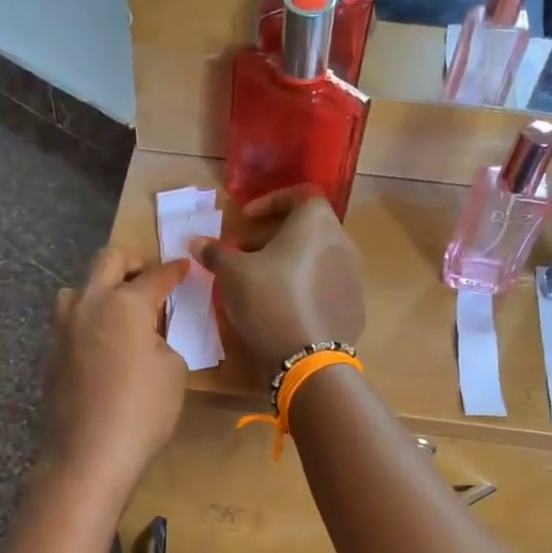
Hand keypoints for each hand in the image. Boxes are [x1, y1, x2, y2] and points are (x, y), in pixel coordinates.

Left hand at [42, 248, 191, 495]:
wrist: (88, 455)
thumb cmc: (142, 411)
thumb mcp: (173, 371)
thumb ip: (162, 340)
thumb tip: (146, 338)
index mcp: (124, 303)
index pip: (155, 276)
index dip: (174, 271)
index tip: (184, 268)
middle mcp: (89, 305)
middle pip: (106, 261)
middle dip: (131, 262)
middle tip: (149, 277)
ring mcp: (63, 329)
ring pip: (78, 289)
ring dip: (100, 289)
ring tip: (119, 312)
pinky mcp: (51, 355)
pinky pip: (70, 323)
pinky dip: (88, 323)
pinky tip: (103, 347)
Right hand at [191, 187, 365, 369]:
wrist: (309, 359)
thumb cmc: (269, 302)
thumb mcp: (233, 275)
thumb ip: (216, 253)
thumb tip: (197, 242)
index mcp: (316, 222)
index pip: (298, 193)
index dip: (269, 202)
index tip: (245, 219)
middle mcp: (341, 241)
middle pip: (306, 228)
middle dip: (272, 237)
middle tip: (244, 255)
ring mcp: (353, 275)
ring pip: (316, 257)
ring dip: (288, 262)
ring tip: (261, 283)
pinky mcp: (354, 305)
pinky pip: (325, 285)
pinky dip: (304, 286)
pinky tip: (284, 307)